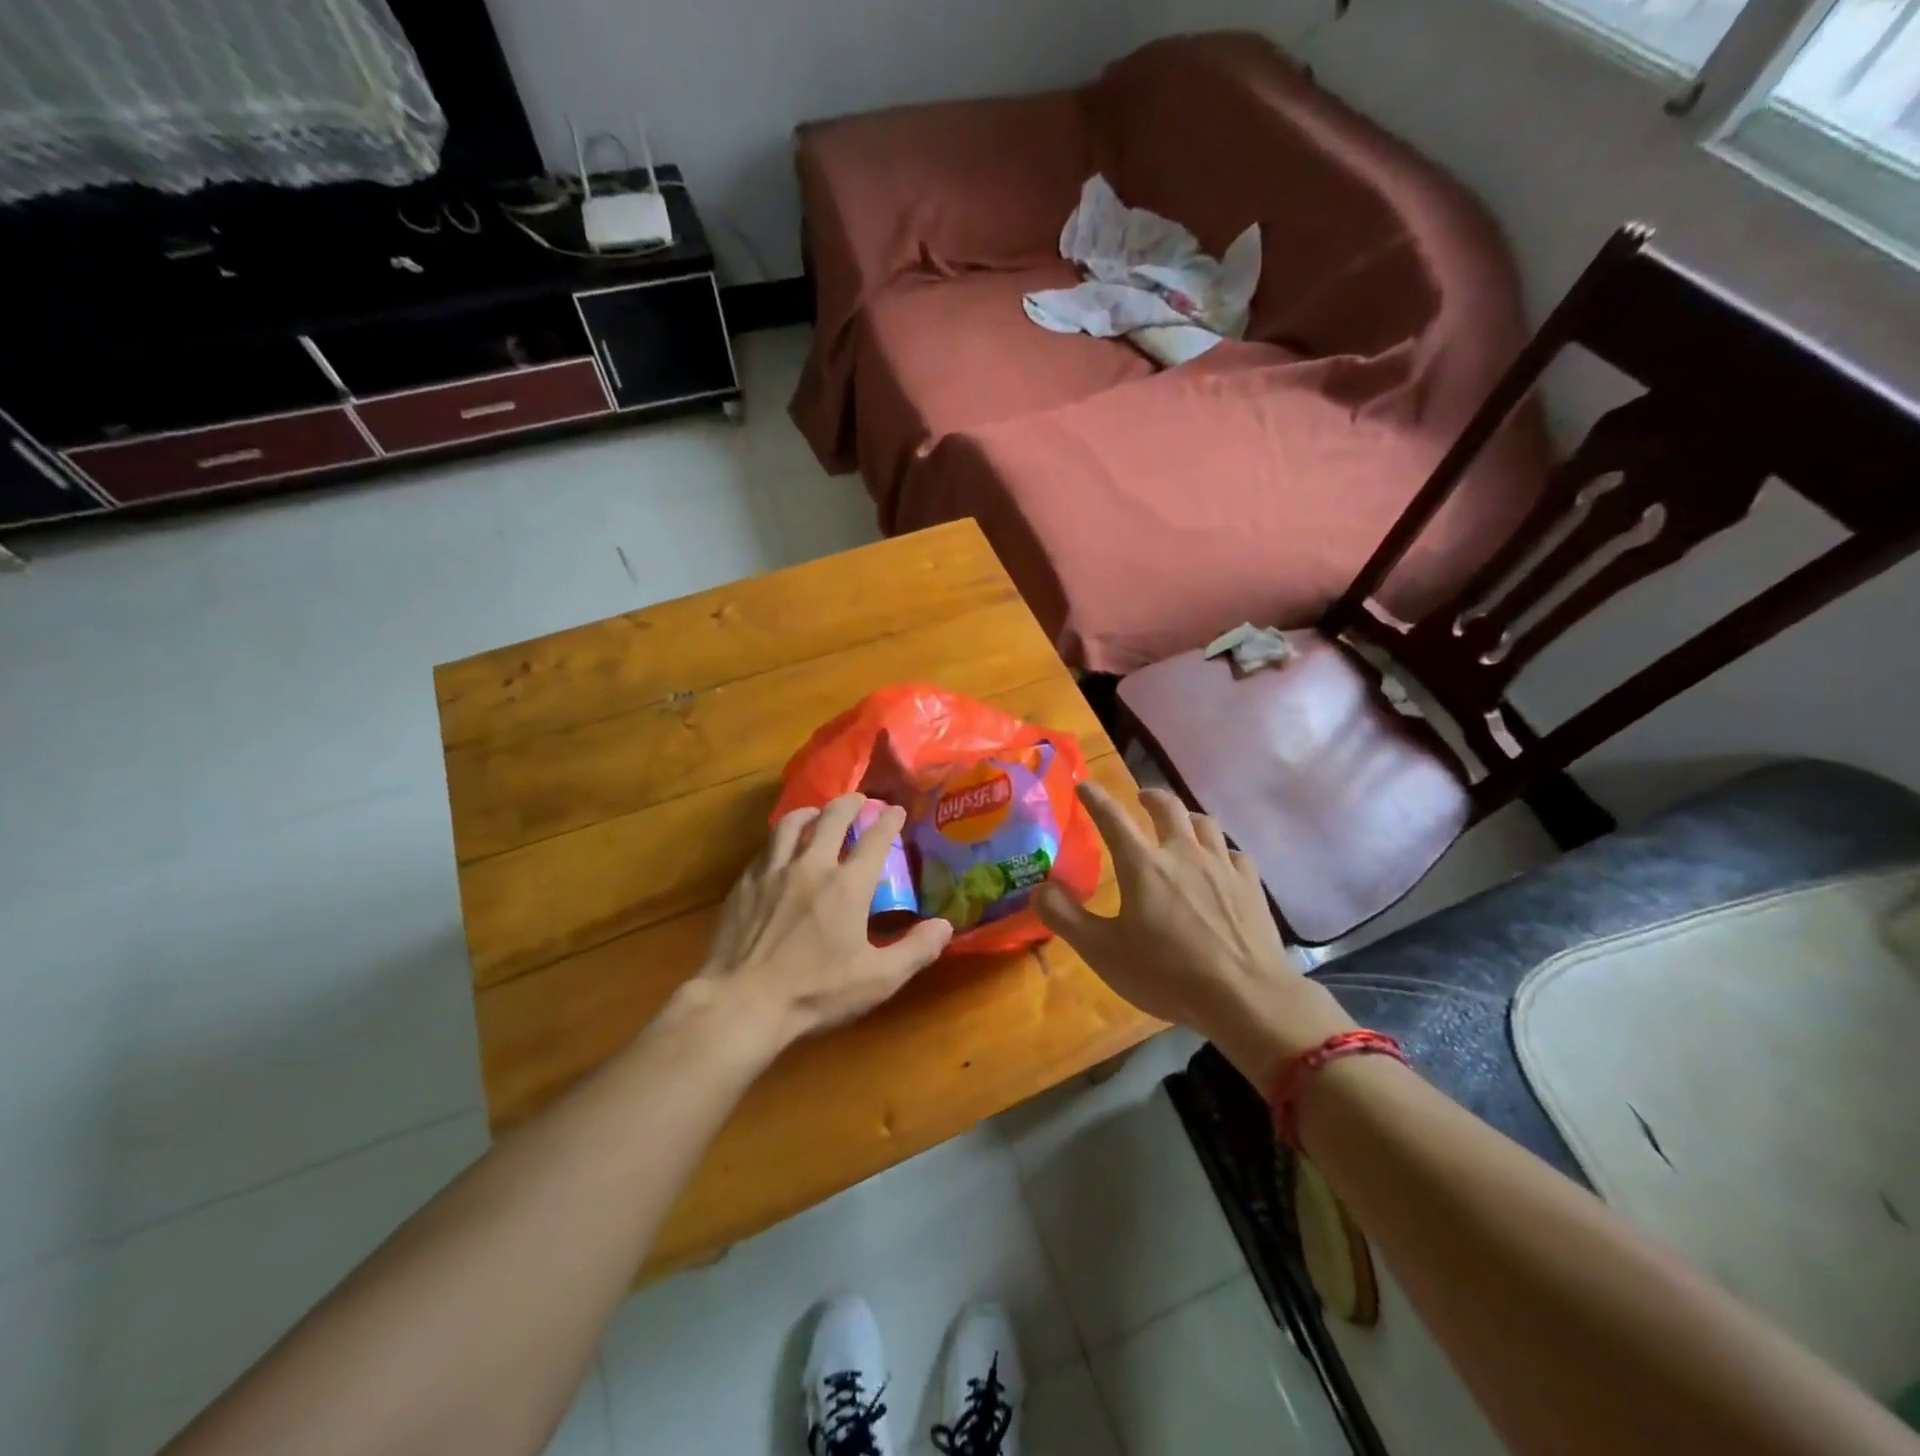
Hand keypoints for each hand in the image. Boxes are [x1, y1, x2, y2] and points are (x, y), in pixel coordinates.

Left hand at [692, 794, 953, 1048]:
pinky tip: (780, 851)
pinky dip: (780, 841)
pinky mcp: (744, 885)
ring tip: (817, 813)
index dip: (889, 821)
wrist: (741, 1003)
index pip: (874, 840)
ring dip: (810, 812)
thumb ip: (915, 951)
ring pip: (792, 825)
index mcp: (847, 886)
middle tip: (859, 799)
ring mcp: (773, 872)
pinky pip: (765, 849)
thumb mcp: (877, 980)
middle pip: (831, 818)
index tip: (896, 810)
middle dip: (849, 803)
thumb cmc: (814, 993)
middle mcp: (811, 867)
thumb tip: (945, 926)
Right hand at [1036, 784, 1353, 1086]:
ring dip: (1187, 818)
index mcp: (1143, 865)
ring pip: (1205, 824)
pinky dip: (1221, 851)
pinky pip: (1234, 853)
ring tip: (1182, 825)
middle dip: (1150, 797)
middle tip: (1140, 798)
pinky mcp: (1251, 886)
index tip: (1085, 786)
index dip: (1096, 799)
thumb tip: (1039, 888)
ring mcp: (1222, 866)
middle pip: (1167, 808)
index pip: (1113, 819)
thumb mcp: (1103, 952)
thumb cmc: (1167, 974)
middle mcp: (1183, 853)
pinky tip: (1221, 863)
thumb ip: (1065, 917)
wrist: (1246, 997)